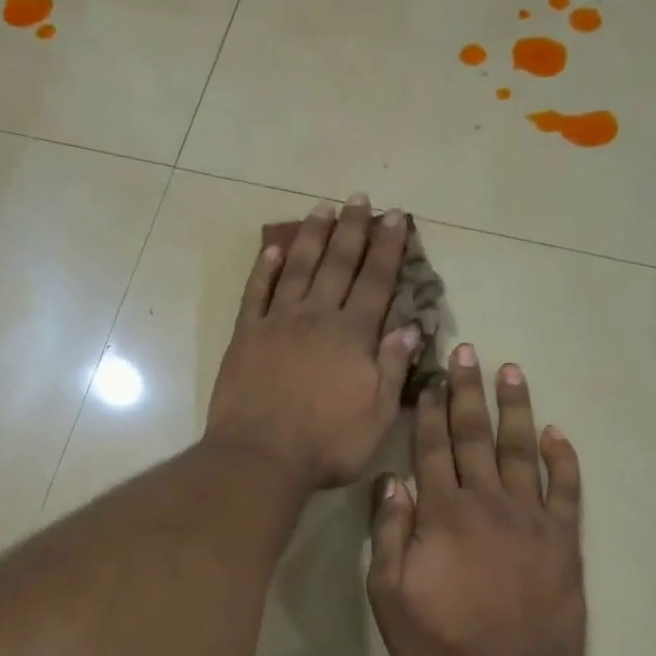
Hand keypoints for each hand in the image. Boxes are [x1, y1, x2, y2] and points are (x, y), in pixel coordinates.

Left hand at [205, 196, 419, 490]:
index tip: (394, 217)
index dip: (387, 248)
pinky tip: (272, 250)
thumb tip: (409, 327)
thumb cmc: (326, 444)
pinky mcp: (245, 336)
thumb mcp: (377, 416)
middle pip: (337, 265)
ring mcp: (277, 323)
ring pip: (297, 269)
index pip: (376, 282)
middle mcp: (316, 318)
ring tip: (323, 209)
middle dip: (352, 230)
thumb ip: (392, 368)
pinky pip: (255, 294)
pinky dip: (264, 270)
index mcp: (352, 336)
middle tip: (360, 199)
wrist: (260, 457)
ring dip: (311, 238)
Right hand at [365, 344, 589, 655]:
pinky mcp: (564, 541)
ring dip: (515, 409)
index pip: (433, 448)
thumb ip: (390, 534)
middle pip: (475, 437)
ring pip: (522, 451)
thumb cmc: (441, 644)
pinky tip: (558, 433)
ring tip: (513, 371)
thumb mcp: (390, 595)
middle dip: (469, 392)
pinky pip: (566, 490)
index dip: (430, 409)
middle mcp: (488, 503)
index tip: (431, 376)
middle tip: (470, 352)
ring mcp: (531, 520)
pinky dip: (563, 459)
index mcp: (443, 514)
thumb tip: (391, 481)